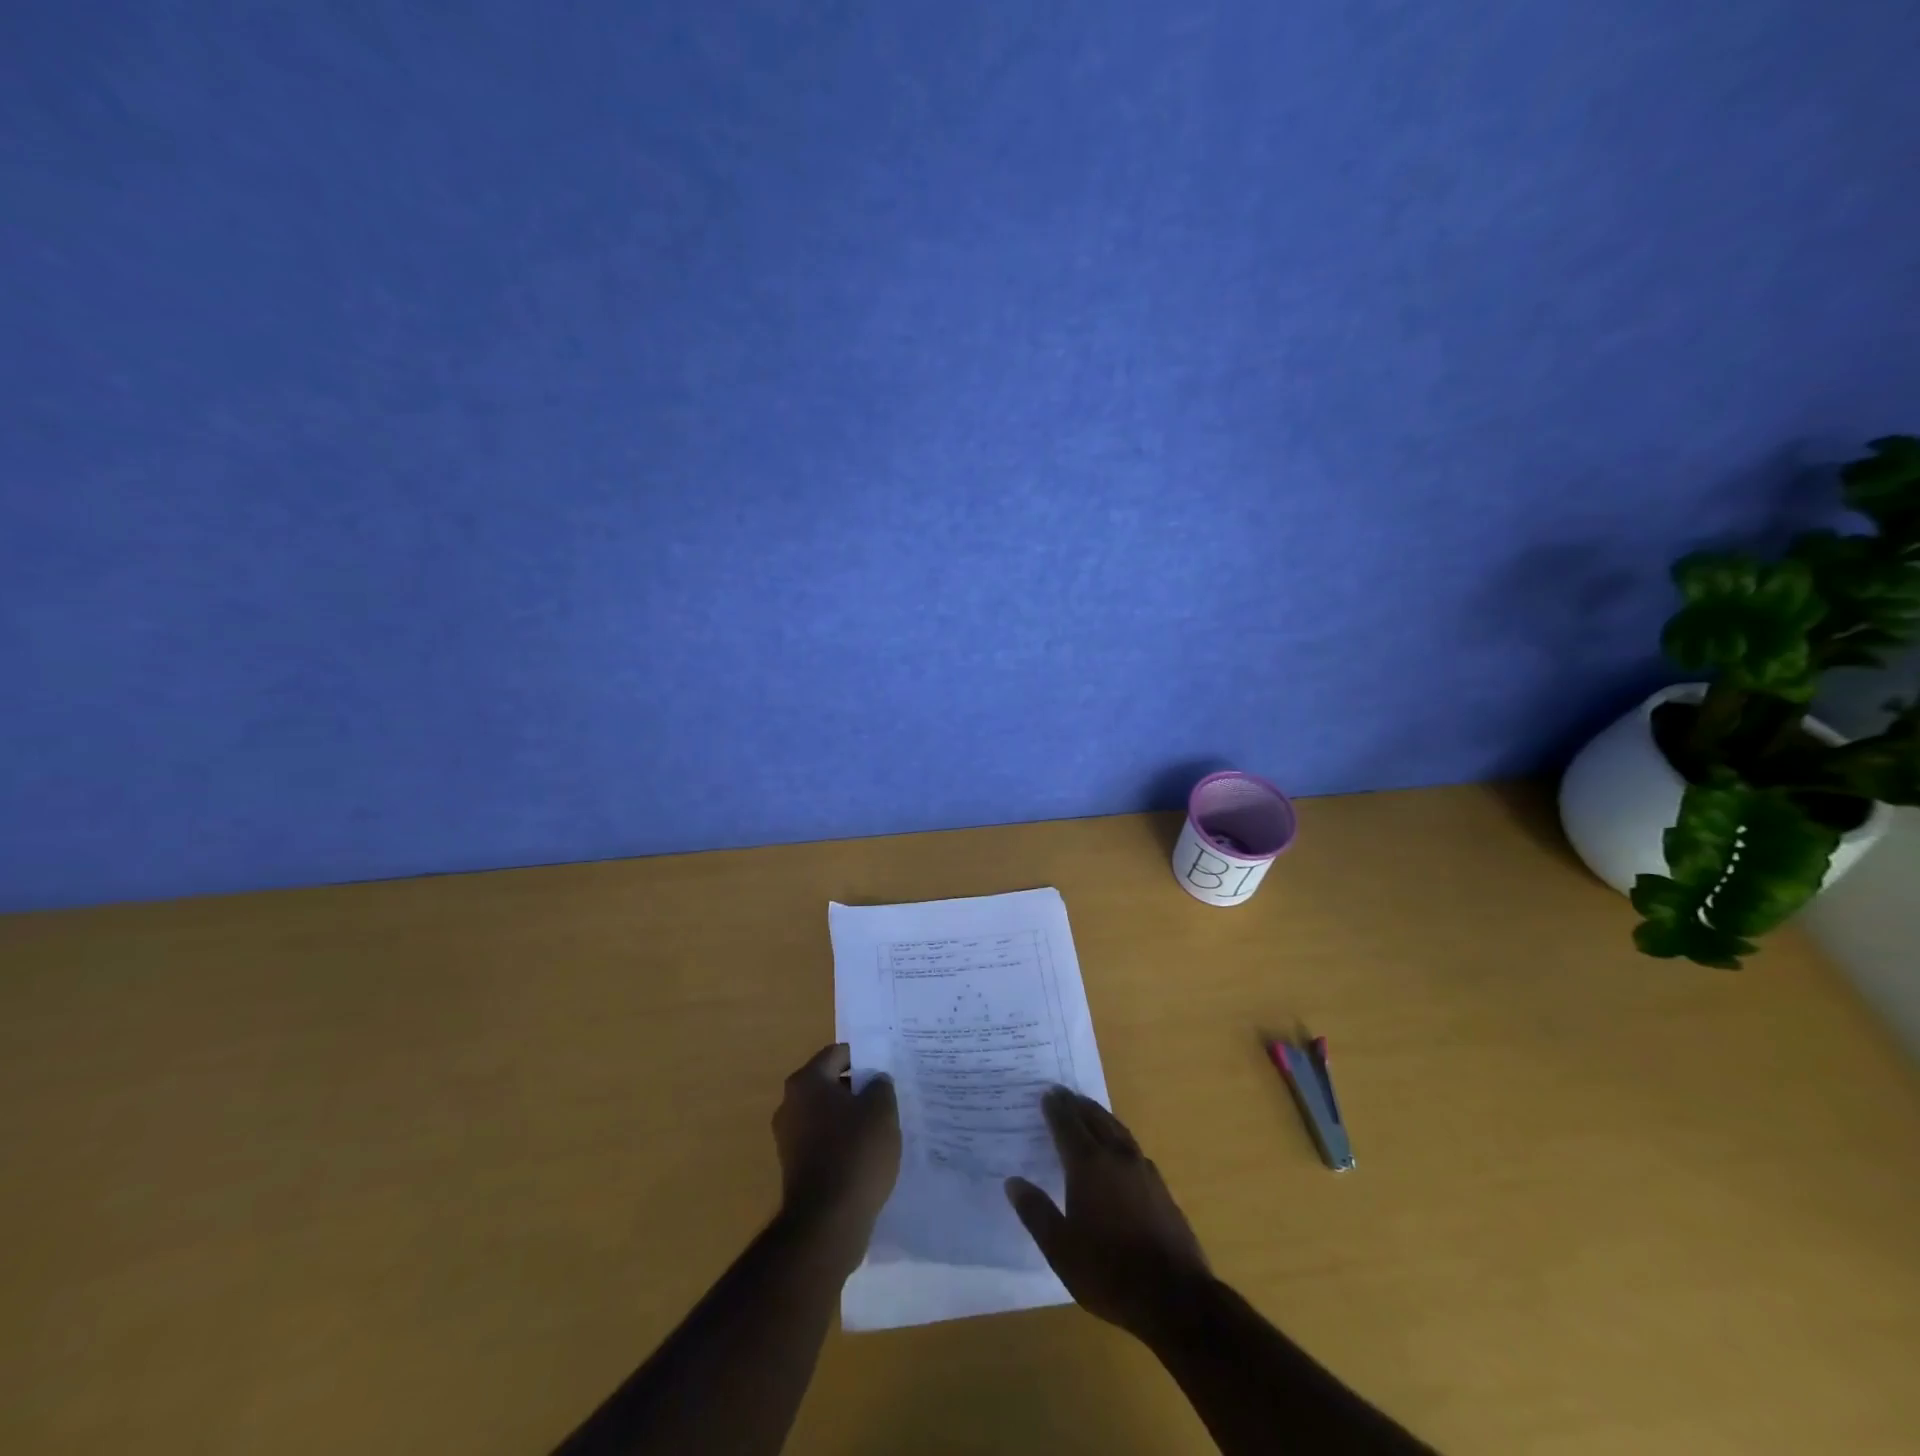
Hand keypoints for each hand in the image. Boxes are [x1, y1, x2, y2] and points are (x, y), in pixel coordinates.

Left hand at [772, 1044, 900, 1261]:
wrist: (827, 1222)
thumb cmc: (855, 1152)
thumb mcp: (882, 1110)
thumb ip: (880, 1085)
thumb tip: (875, 1081)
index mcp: (807, 1081)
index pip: (838, 1054)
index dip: (865, 1058)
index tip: (886, 1070)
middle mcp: (790, 1104)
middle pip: (830, 1083)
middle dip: (857, 1089)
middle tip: (887, 1098)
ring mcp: (788, 1138)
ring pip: (826, 1114)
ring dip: (850, 1118)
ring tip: (880, 1129)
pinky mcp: (794, 1168)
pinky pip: (823, 1142)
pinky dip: (842, 1144)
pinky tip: (865, 1157)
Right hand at [1005, 1087, 1209, 1338]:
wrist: (1175, 1297)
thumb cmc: (1109, 1272)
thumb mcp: (1061, 1250)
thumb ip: (1036, 1212)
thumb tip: (1013, 1182)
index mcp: (1088, 1165)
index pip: (1067, 1125)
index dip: (1055, 1108)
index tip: (1046, 1093)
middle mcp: (1116, 1156)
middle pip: (1094, 1118)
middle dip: (1076, 1104)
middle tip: (1063, 1093)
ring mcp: (1142, 1169)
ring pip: (1117, 1128)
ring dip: (1099, 1115)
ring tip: (1088, 1109)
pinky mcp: (1160, 1186)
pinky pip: (1132, 1146)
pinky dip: (1118, 1135)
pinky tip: (1118, 1148)